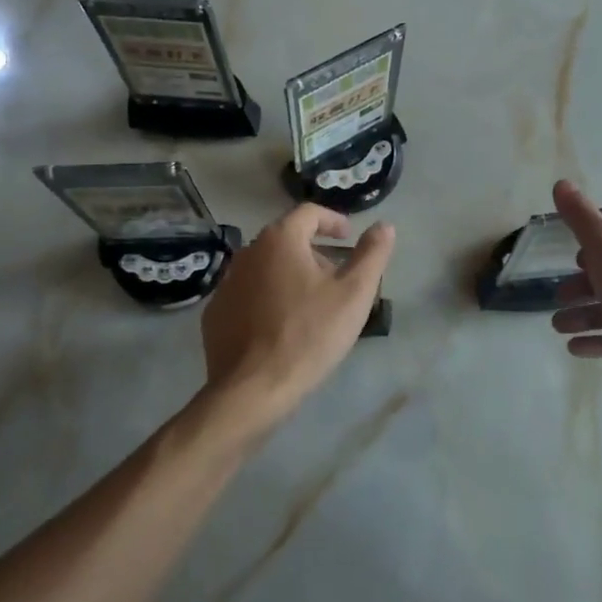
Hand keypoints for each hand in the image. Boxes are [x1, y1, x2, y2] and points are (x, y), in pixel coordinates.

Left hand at [195, 204, 394, 440]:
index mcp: (280, 240)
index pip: (309, 213)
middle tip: (336, 277)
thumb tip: (385, 226)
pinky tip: (281, 325)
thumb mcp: (354, 294)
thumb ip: (372, 254)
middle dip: (314, 252)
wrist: (251, 389)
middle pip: (286, 239)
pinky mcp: (216, 312)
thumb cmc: (309, 335)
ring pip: (266, 267)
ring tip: (311, 303)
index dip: (333, 221)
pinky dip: (267, 299)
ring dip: (290, 275)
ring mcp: (226, 283)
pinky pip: (248, 294)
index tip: (349, 237)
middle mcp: (247, 252)